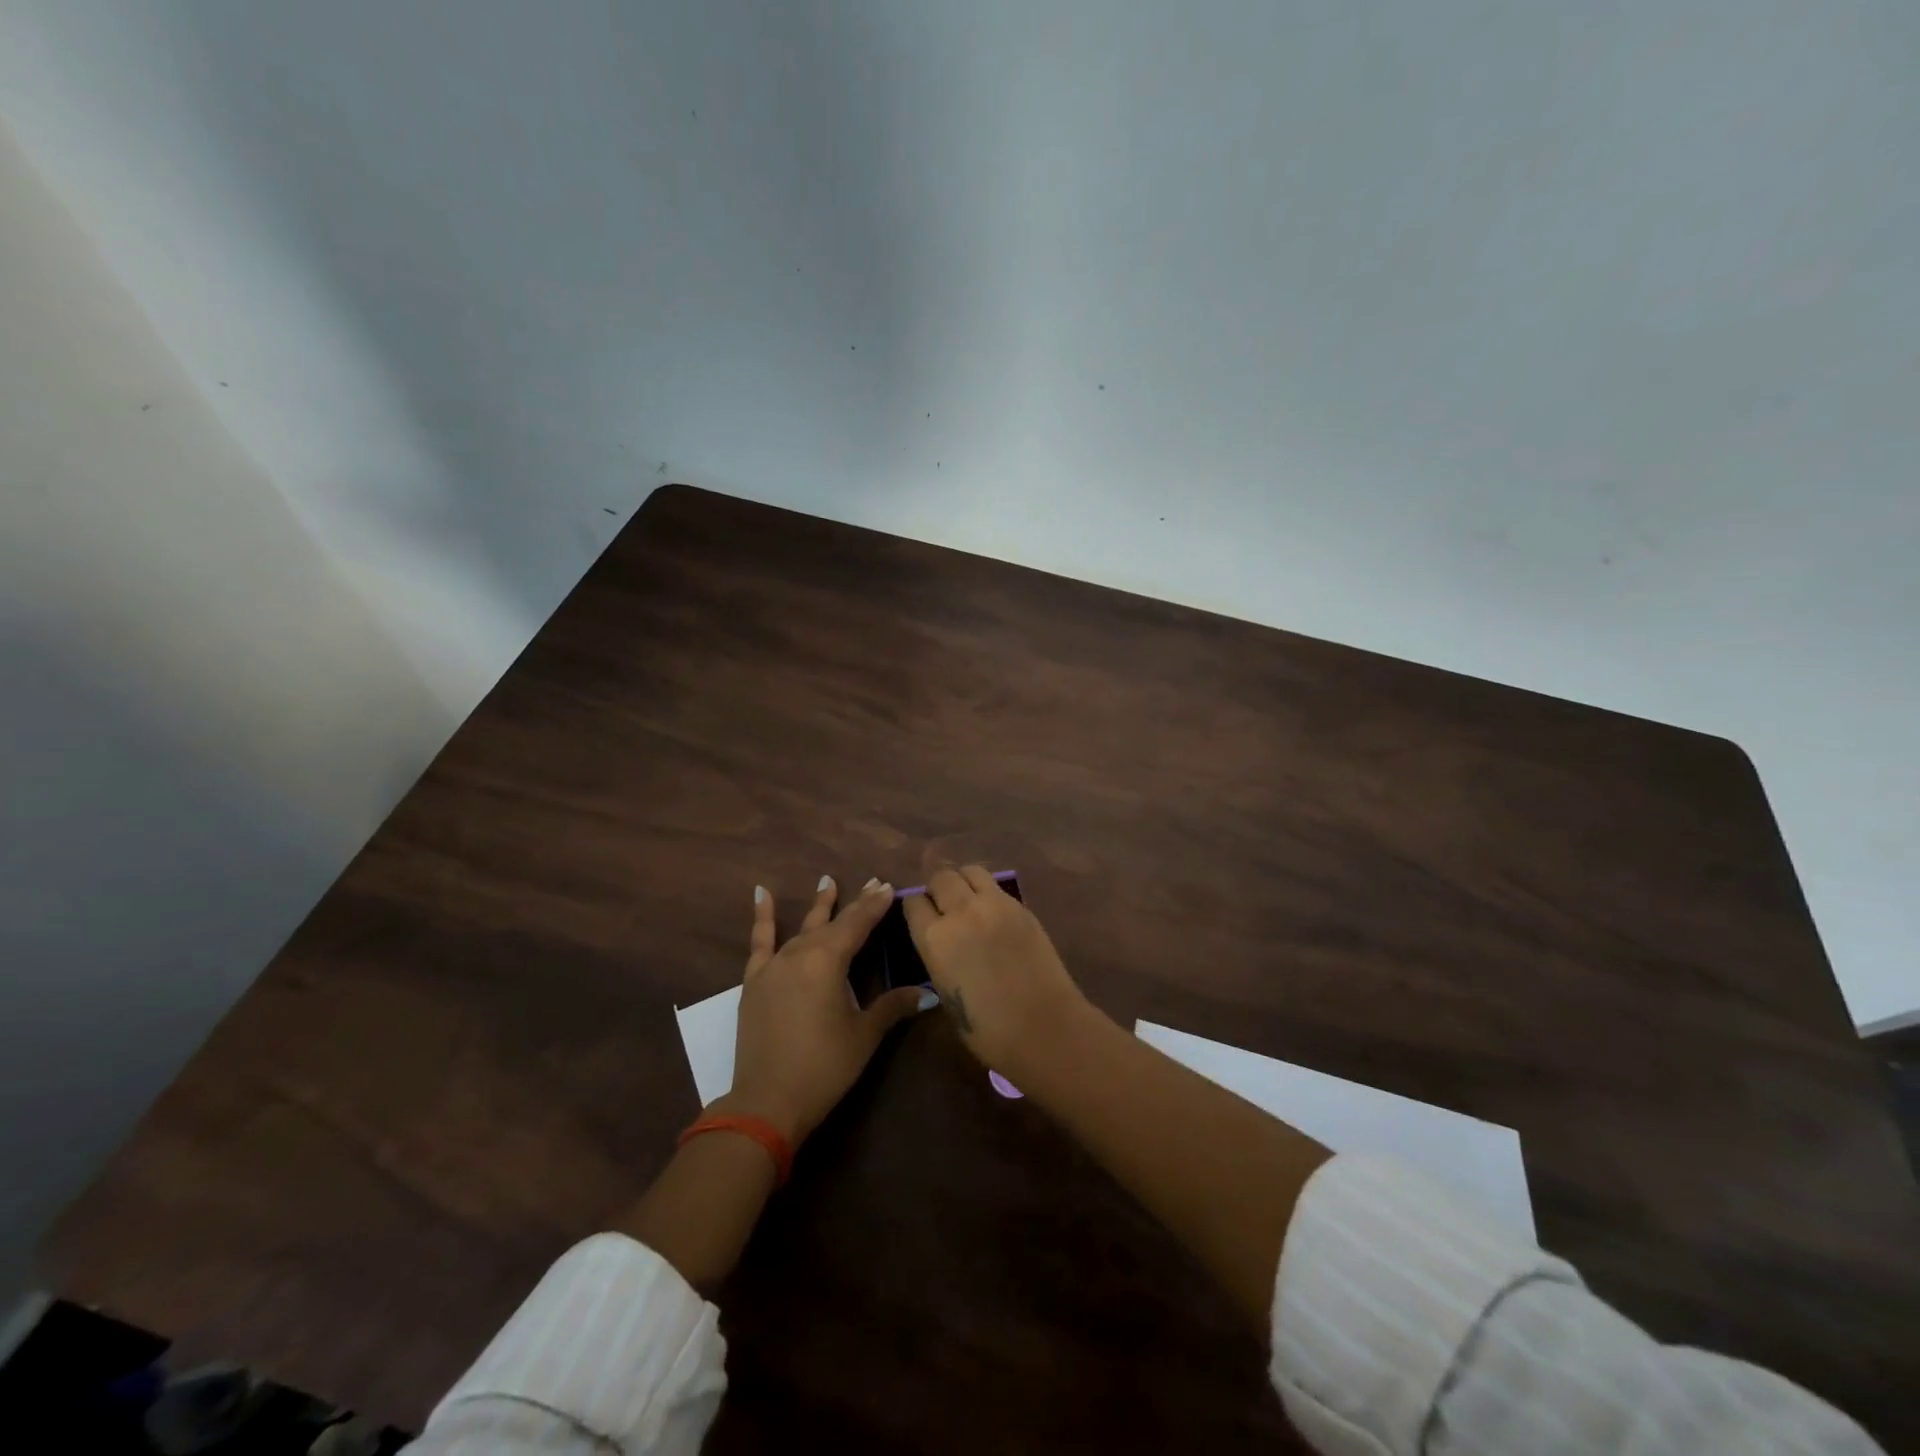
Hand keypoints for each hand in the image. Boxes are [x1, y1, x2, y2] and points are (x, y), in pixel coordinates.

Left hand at [724, 876, 932, 1145]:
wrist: (767, 1102)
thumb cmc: (824, 1066)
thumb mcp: (864, 1035)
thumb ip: (893, 1006)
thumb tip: (929, 992)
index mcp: (829, 960)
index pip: (859, 924)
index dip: (875, 905)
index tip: (889, 886)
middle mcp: (801, 953)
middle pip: (833, 922)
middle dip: (855, 903)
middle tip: (872, 882)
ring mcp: (774, 965)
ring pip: (802, 928)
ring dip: (818, 905)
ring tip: (827, 880)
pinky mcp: (755, 981)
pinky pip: (759, 942)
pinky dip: (762, 917)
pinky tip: (760, 893)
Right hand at [901, 865, 1089, 1079]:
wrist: (1045, 1028)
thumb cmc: (989, 1031)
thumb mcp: (946, 996)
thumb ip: (939, 959)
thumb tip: (941, 945)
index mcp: (935, 939)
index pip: (914, 903)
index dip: (915, 908)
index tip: (919, 917)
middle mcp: (961, 912)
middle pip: (941, 877)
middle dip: (937, 889)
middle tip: (943, 907)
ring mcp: (995, 904)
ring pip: (971, 871)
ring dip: (964, 882)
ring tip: (968, 901)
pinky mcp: (1022, 906)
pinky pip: (997, 887)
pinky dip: (989, 893)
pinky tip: (993, 915)